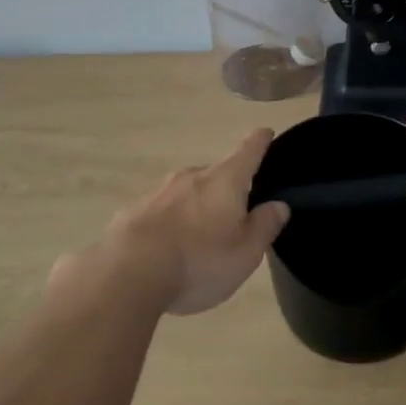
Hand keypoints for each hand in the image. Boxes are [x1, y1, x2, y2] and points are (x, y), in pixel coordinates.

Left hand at [99, 129, 290, 315]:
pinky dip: (172, 224)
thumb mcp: (245, 253)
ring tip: (201, 238)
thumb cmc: (199, 261)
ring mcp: (159, 191)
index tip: (265, 132)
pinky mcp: (134, 211)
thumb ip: (265, 226)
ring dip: (197, 207)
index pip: (248, 150)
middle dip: (227, 188)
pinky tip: (169, 250)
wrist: (127, 272)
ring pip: (187, 193)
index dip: (260, 141)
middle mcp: (192, 176)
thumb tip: (278, 205)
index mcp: (225, 180)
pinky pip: (163, 212)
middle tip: (235, 213)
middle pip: (217, 174)